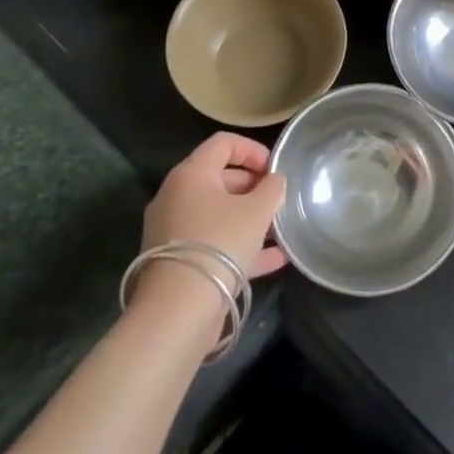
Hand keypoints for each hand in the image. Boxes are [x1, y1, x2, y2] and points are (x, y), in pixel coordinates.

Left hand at [140, 132, 288, 277]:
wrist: (178, 310)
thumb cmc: (220, 244)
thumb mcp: (256, 212)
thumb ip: (271, 189)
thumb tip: (274, 180)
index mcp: (191, 174)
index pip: (223, 143)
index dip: (252, 149)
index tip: (275, 168)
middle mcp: (176, 196)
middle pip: (219, 178)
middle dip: (253, 186)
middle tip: (278, 199)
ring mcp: (173, 230)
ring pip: (217, 213)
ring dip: (249, 218)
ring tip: (280, 229)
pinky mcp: (177, 261)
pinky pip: (213, 242)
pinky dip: (240, 245)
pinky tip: (274, 259)